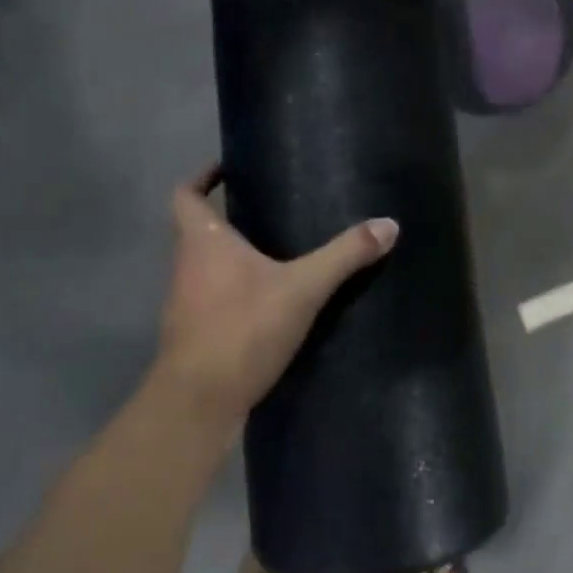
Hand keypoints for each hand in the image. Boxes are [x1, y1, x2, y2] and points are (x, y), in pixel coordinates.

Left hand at [155, 166, 398, 432]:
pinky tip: (266, 302)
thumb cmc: (242, 328)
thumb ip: (344, 256)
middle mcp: (185, 265)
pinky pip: (211, 299)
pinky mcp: (192, 336)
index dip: (201, 176)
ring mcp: (183, 303)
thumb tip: (389, 224)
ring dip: (230, 257)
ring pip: (203, 266)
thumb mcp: (303, 288)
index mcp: (202, 240)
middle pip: (196, 229)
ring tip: (273, 252)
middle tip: (268, 208)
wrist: (197, 403)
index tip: (229, 169)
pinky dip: (232, 292)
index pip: (184, 194)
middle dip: (228, 217)